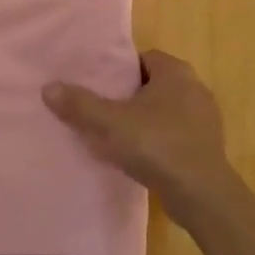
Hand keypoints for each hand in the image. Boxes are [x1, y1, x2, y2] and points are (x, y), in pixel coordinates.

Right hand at [42, 50, 240, 217]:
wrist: (202, 195)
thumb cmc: (157, 145)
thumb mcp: (110, 124)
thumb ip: (80, 105)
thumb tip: (48, 88)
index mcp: (175, 71)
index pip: (142, 58)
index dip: (119, 70)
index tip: (98, 85)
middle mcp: (195, 87)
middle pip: (152, 83)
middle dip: (129, 95)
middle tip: (102, 109)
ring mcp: (205, 118)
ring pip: (165, 110)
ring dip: (144, 120)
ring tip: (117, 134)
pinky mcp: (207, 146)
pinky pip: (175, 134)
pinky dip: (158, 141)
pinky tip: (140, 157)